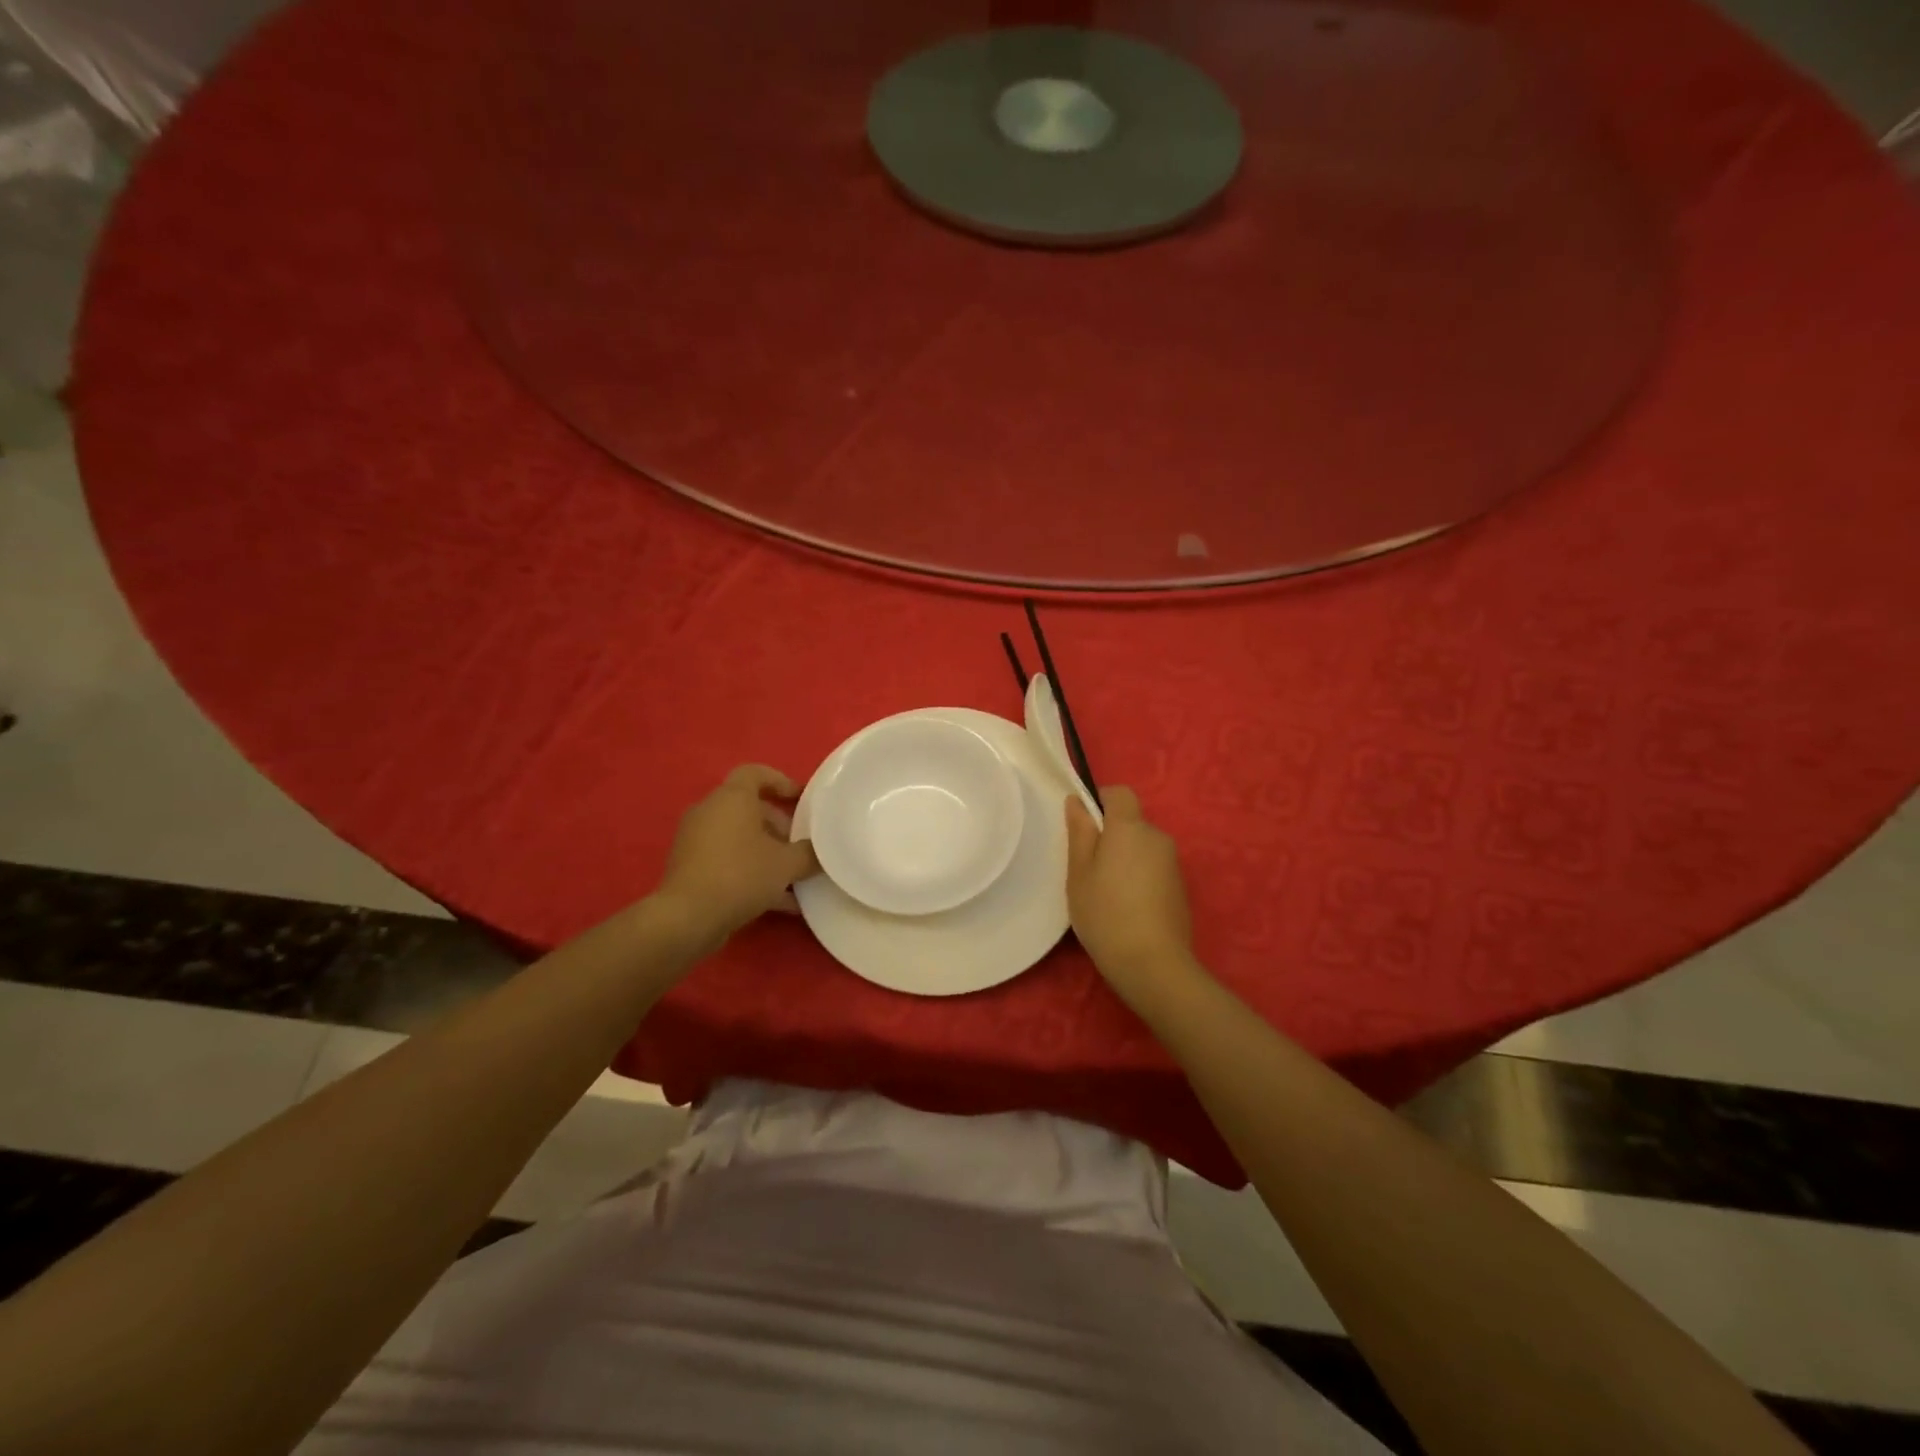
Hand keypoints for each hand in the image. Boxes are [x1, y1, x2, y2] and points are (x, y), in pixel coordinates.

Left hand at [655, 765, 820, 948]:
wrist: (687, 918)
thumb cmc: (740, 875)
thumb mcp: (786, 864)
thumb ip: (808, 853)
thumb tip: (819, 851)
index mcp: (732, 798)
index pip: (756, 772)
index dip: (782, 782)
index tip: (802, 800)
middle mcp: (710, 811)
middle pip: (749, 808)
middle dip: (779, 826)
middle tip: (800, 846)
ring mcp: (696, 840)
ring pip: (739, 837)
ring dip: (767, 853)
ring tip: (793, 877)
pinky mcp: (690, 868)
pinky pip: (728, 861)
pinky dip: (751, 873)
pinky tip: (779, 902)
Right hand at [1064, 787, 1193, 992]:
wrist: (1153, 964)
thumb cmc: (1105, 913)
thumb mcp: (1079, 873)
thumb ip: (1080, 833)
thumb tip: (1077, 801)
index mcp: (1130, 828)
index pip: (1120, 793)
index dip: (1101, 800)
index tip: (1083, 825)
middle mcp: (1157, 837)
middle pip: (1132, 822)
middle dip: (1111, 835)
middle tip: (1088, 868)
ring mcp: (1173, 864)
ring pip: (1143, 847)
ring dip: (1126, 858)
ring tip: (1106, 892)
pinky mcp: (1181, 888)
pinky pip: (1154, 869)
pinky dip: (1140, 877)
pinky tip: (1127, 908)